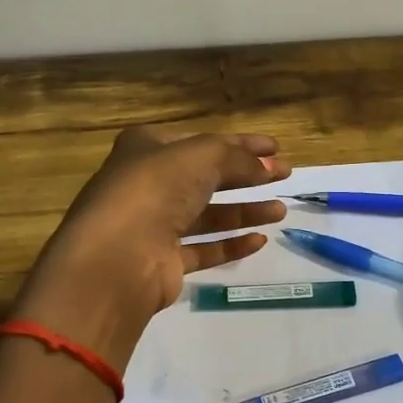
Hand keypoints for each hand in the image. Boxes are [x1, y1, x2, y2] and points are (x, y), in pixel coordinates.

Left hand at [13, 127, 289, 367]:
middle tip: (284, 175)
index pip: (203, 141)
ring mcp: (153, 225)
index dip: (241, 143)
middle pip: (206, 176)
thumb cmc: (156, 189)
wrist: (118, 256)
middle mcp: (147, 183)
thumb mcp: (202, 156)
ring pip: (207, 214)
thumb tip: (268, 165)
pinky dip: (231, 244)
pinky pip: (204, 248)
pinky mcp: (163, 262)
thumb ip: (239, 158)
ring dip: (244, 211)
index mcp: (147, 147)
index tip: (276, 148)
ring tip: (280, 210)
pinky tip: (259, 240)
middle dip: (246, 176)